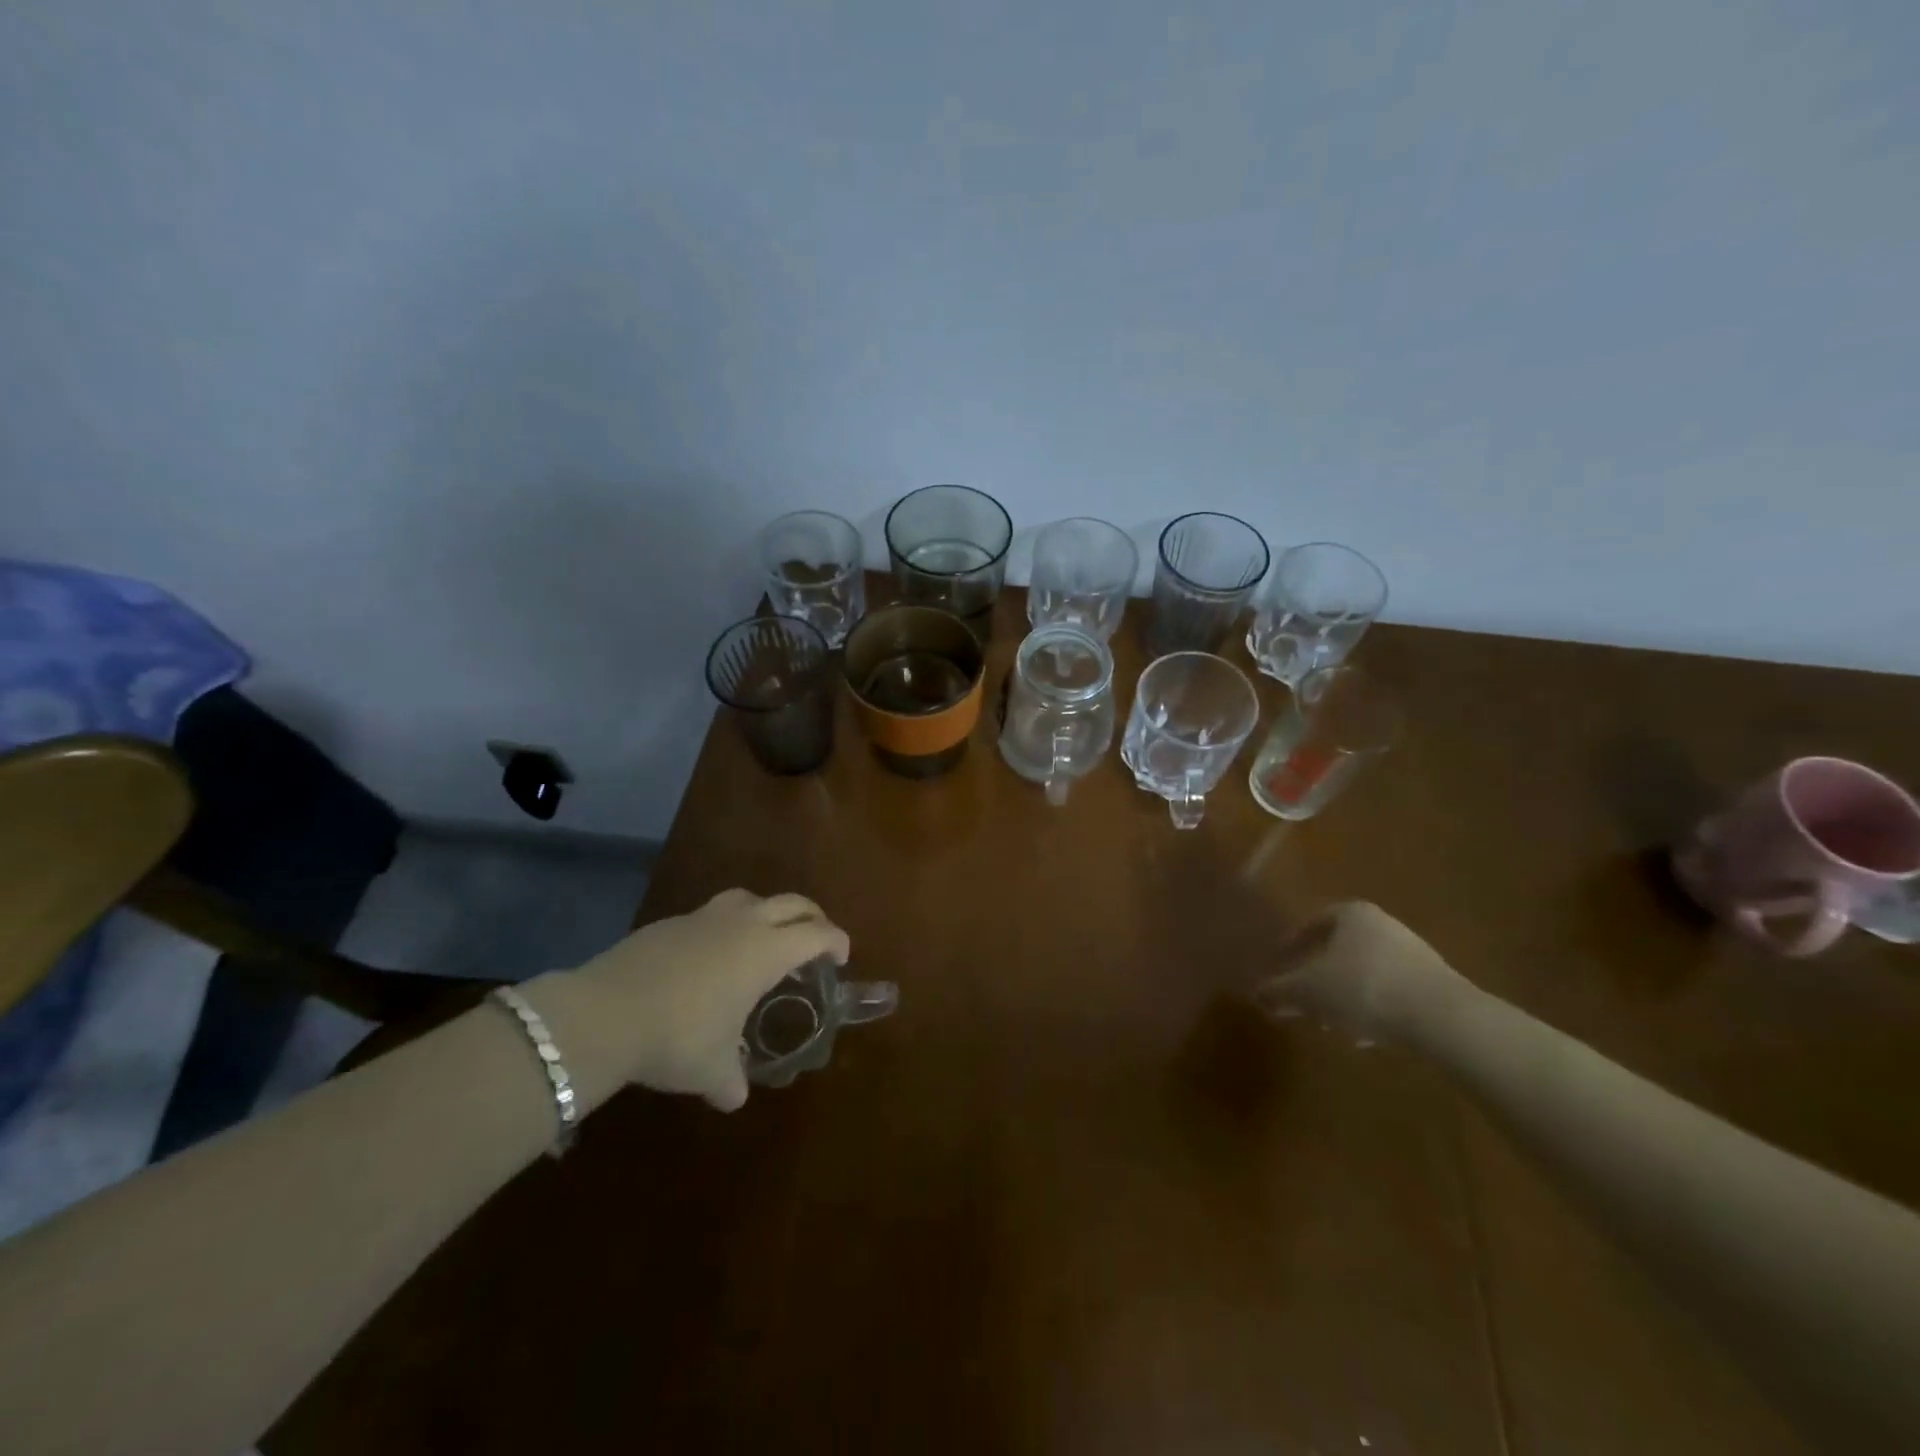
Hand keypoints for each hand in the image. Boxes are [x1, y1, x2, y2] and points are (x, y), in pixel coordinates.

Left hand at [546, 888, 849, 1111]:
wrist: (604, 1013)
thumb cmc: (678, 1036)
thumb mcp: (711, 1069)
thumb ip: (731, 1081)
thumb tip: (734, 1096)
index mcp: (766, 950)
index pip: (817, 933)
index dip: (836, 941)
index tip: (841, 957)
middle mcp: (743, 923)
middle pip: (792, 903)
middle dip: (811, 917)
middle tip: (815, 938)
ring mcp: (704, 918)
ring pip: (750, 898)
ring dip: (767, 912)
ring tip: (763, 939)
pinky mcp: (670, 922)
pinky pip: (711, 915)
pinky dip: (724, 927)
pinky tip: (710, 957)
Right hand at [1253, 901, 1468, 1044]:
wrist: (1443, 1017)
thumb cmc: (1363, 988)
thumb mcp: (1309, 991)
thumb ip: (1279, 991)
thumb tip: (1255, 993)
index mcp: (1351, 914)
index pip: (1313, 922)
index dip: (1292, 943)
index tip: (1281, 964)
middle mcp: (1383, 925)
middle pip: (1340, 948)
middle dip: (1319, 975)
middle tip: (1303, 999)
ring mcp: (1413, 953)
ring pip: (1365, 972)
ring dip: (1345, 996)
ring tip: (1332, 1024)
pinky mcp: (1435, 984)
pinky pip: (1391, 992)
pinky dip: (1373, 1009)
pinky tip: (1366, 1035)